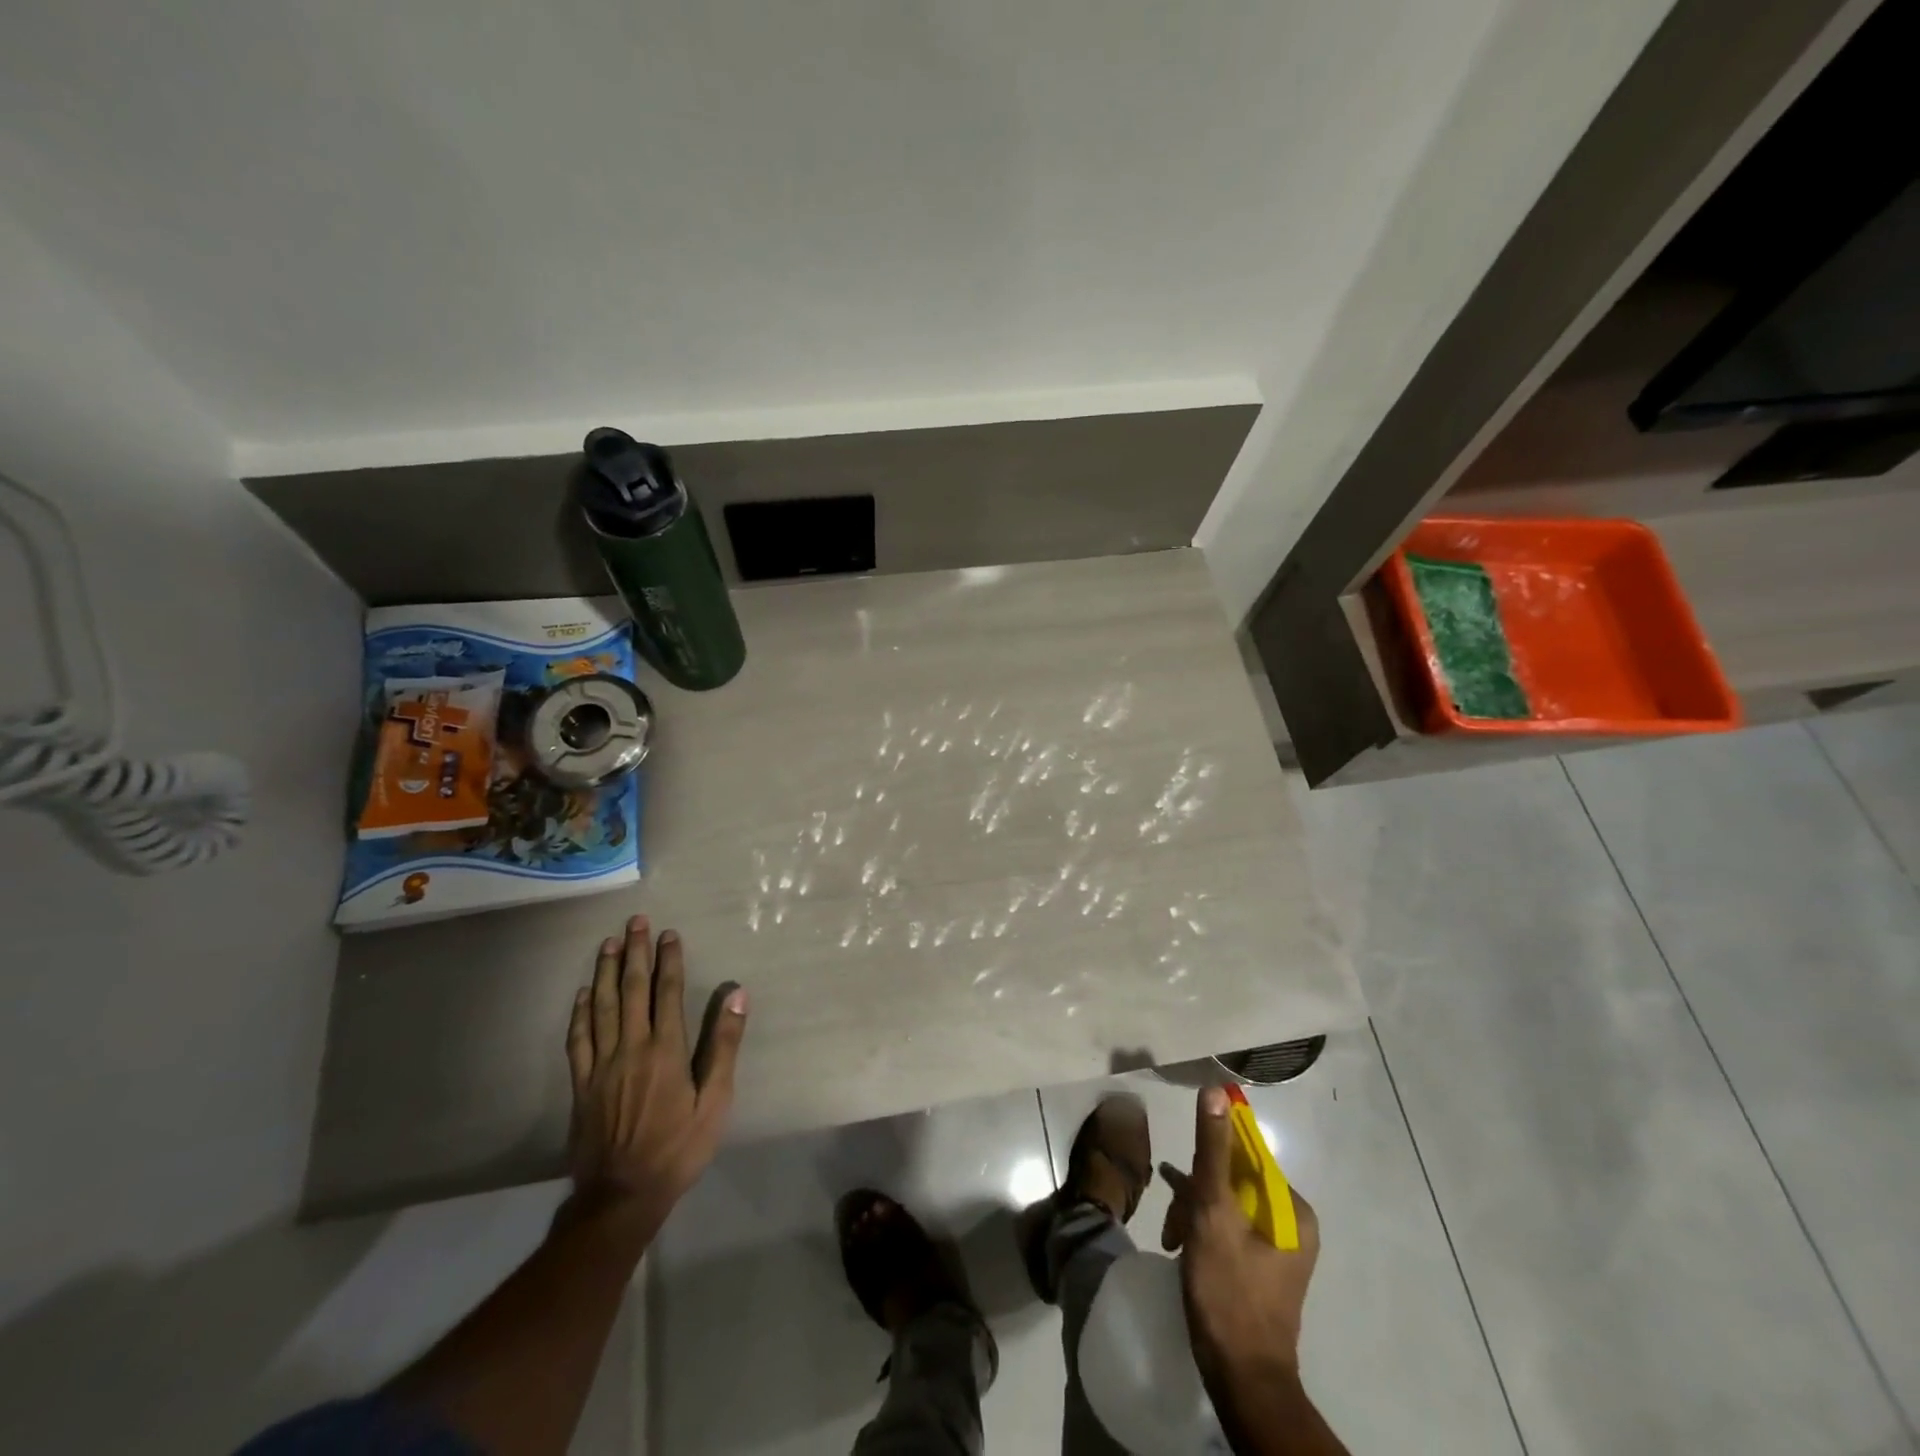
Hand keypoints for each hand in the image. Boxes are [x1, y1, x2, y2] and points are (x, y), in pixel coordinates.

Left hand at [564, 915, 747, 1235]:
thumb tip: (736, 995)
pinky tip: (582, 994)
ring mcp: (601, 1065)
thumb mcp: (715, 1102)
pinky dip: (579, 1012)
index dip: (669, 960)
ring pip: (601, 1007)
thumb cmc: (678, 1148)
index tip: (669, 933)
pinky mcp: (581, 1084)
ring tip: (608, 943)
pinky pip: (578, 1039)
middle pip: (631, 990)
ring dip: (604, 972)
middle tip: (635, 922)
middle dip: (635, 953)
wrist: (621, 1196)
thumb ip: (723, 1045)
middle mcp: (631, 1048)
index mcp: (665, 1050)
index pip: (667, 992)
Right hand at [1159, 1087, 1320, 1381]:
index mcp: (1292, 1209)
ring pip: (1226, 1203)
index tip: (1182, 1179)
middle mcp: (1292, 1222)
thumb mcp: (1212, 1212)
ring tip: (1173, 1239)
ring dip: (1194, 1213)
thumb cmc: (1228, 1292)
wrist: (1241, 1379)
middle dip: (1196, 1194)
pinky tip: (1180, 1242)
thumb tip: (1215, 1090)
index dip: (1208, 1158)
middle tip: (1175, 1223)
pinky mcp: (1261, 1267)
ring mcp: (1279, 1247)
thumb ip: (1213, 1150)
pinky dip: (1202, 1230)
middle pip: (1233, 1179)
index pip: (1245, 1154)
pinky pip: (1228, 1227)